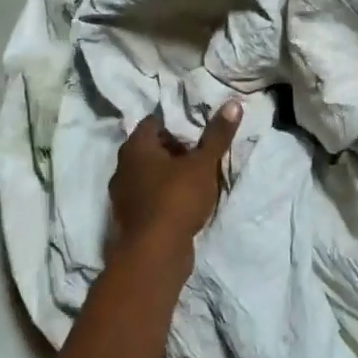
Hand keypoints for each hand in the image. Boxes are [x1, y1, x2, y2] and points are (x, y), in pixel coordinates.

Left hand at [108, 102, 241, 260]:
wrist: (154, 255)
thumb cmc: (176, 199)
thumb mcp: (203, 164)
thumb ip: (217, 135)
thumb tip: (233, 103)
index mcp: (136, 146)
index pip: (154, 122)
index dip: (176, 123)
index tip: (197, 131)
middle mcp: (123, 166)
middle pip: (151, 148)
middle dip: (174, 149)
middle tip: (200, 153)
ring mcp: (123, 194)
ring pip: (149, 174)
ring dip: (169, 174)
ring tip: (195, 178)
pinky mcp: (130, 218)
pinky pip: (149, 196)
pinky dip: (163, 195)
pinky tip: (183, 202)